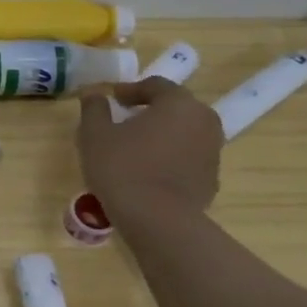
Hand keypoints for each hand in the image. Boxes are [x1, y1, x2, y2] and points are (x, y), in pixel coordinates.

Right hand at [76, 76, 222, 225]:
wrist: (157, 221)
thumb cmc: (123, 168)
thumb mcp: (95, 134)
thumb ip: (94, 109)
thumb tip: (94, 94)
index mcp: (179, 104)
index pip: (156, 85)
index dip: (131, 90)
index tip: (113, 100)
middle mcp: (204, 122)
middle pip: (175, 108)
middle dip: (150, 111)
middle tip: (124, 122)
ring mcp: (213, 152)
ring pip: (184, 134)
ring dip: (162, 136)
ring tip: (135, 149)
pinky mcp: (211, 179)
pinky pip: (188, 159)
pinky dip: (170, 159)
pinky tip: (148, 173)